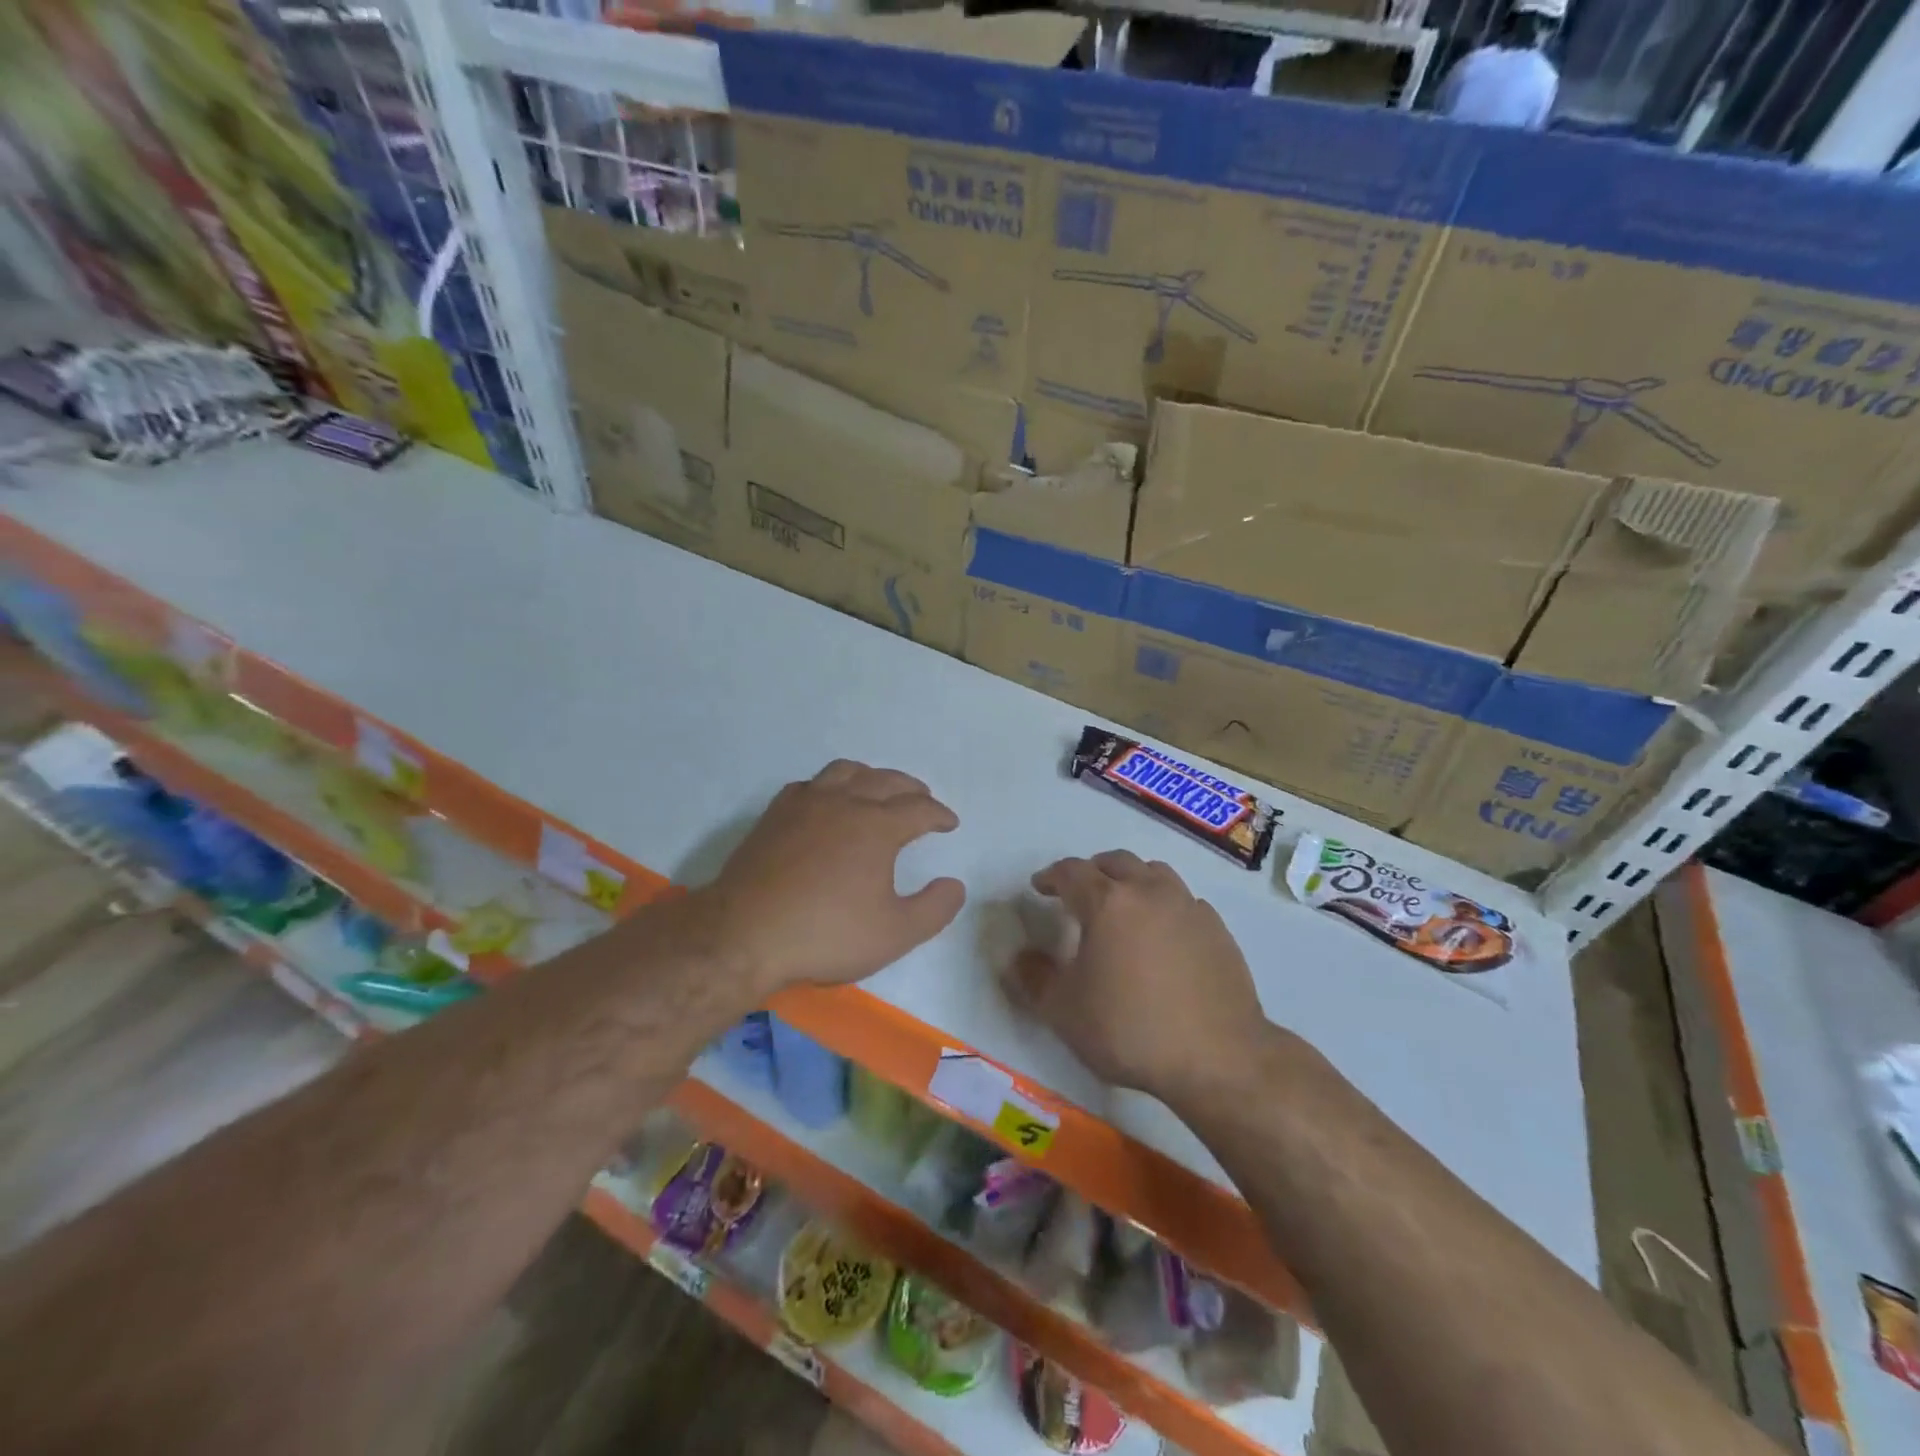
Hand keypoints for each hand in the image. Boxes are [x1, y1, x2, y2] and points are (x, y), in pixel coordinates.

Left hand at [689, 760, 964, 1000]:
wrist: (745, 934)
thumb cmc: (827, 934)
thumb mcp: (895, 934)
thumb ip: (934, 909)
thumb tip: (955, 885)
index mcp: (877, 826)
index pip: (920, 809)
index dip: (939, 814)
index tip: (949, 823)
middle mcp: (845, 803)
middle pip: (886, 781)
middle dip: (911, 788)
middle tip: (922, 799)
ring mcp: (806, 803)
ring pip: (846, 772)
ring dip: (871, 777)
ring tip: (878, 789)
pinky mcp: (775, 814)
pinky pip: (810, 784)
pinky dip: (829, 786)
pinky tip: (826, 802)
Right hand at [1008, 851, 1274, 1104]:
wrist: (1218, 1058)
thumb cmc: (1130, 1030)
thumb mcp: (1064, 1012)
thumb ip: (1034, 978)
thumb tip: (1019, 957)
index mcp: (1108, 903)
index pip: (1072, 872)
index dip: (1051, 876)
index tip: (1040, 887)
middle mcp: (1149, 892)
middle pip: (1116, 862)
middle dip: (1092, 870)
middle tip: (1079, 891)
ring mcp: (1188, 907)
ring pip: (1155, 874)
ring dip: (1132, 880)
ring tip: (1123, 905)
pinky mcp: (1217, 930)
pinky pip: (1184, 902)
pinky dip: (1165, 906)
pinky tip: (1163, 934)